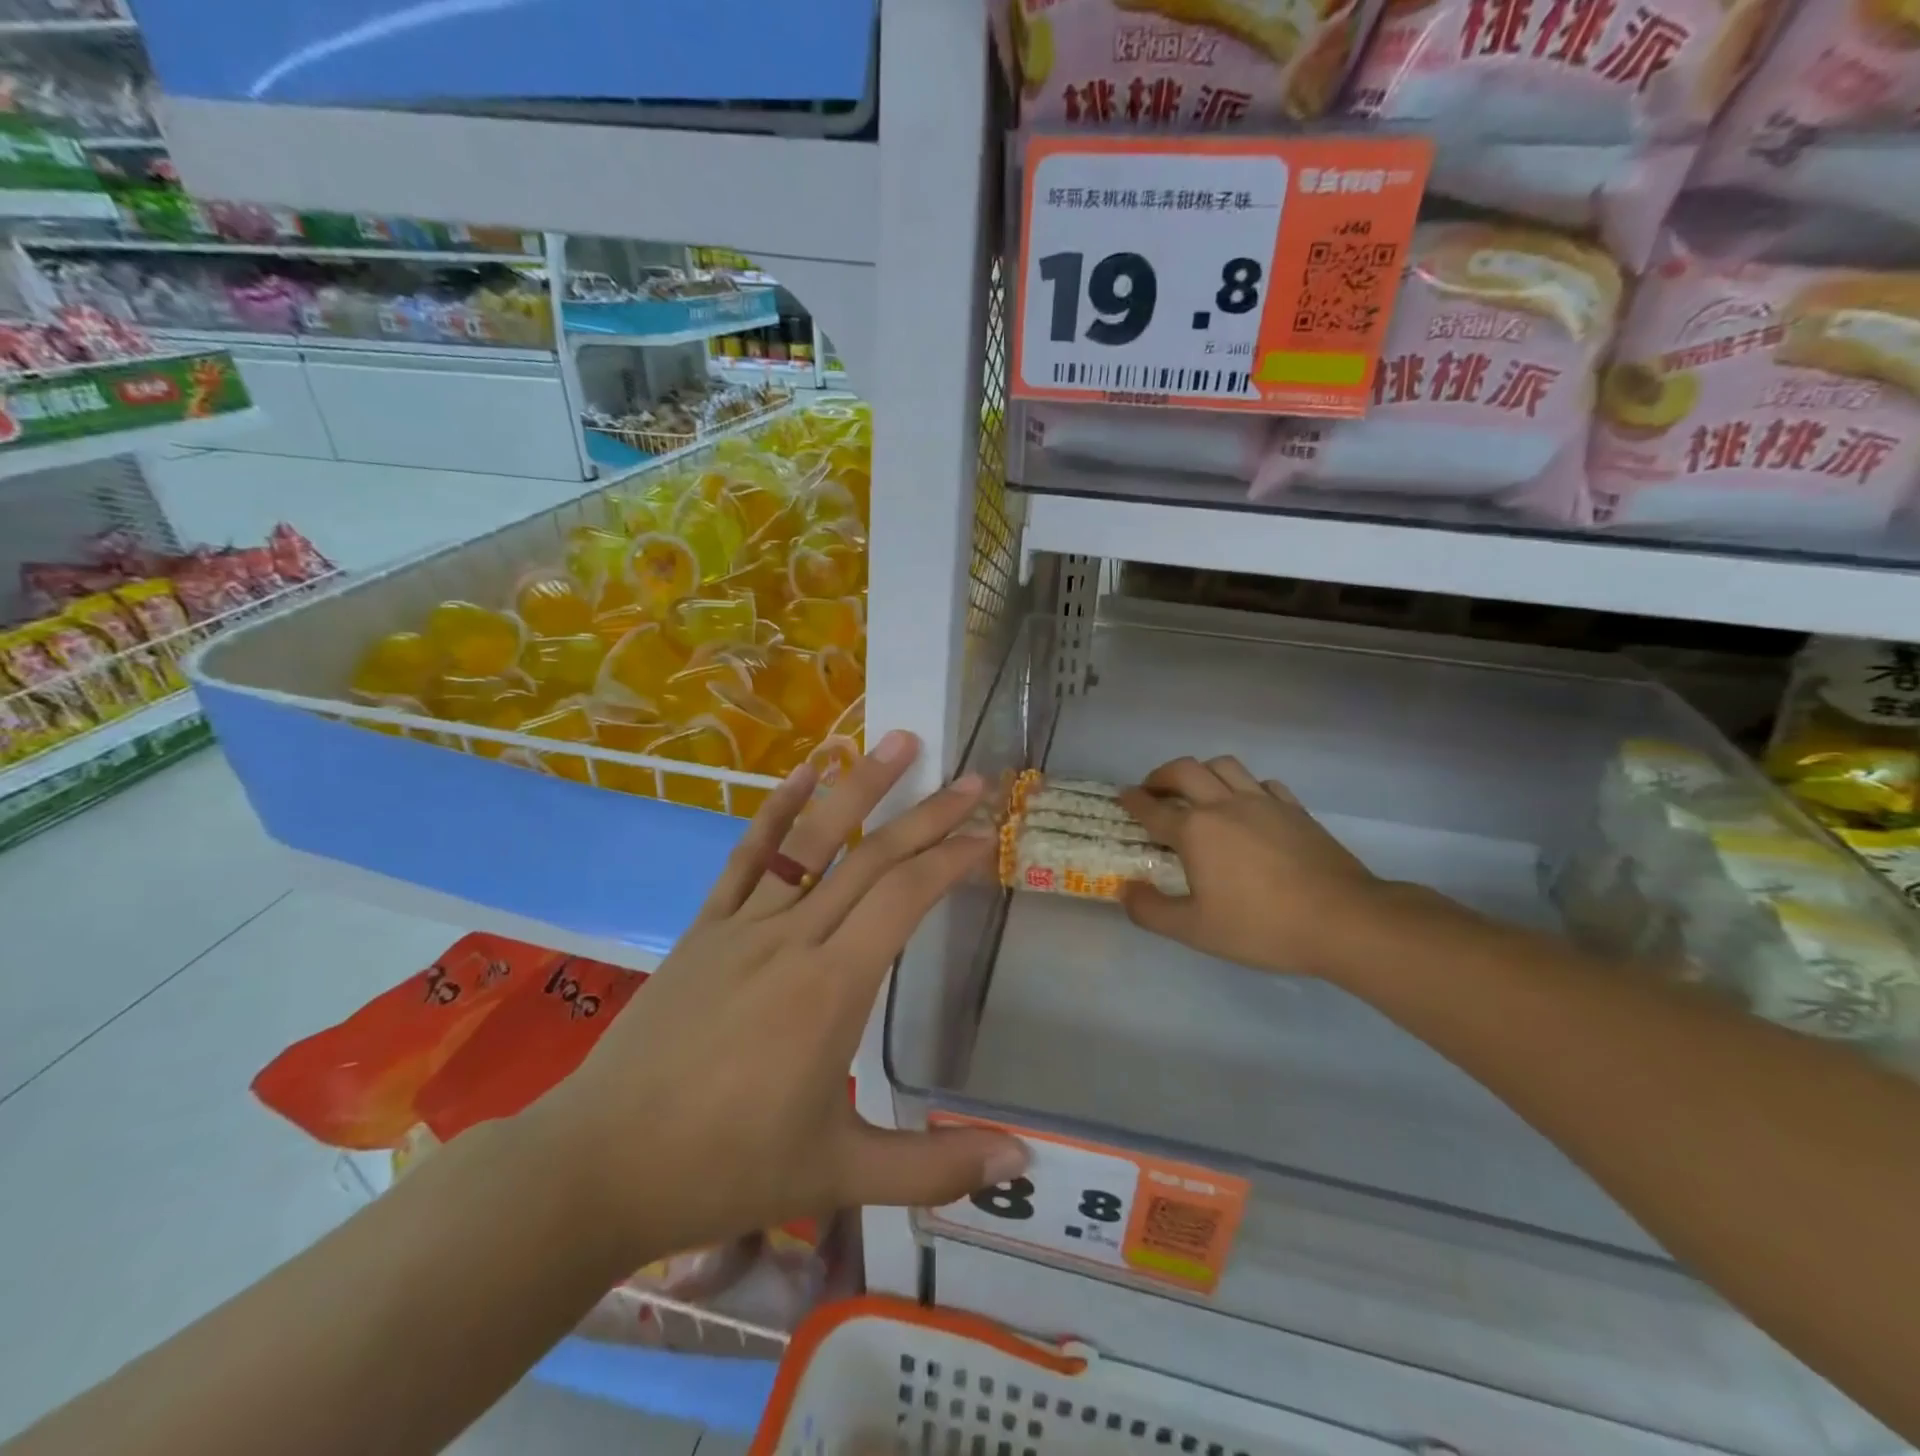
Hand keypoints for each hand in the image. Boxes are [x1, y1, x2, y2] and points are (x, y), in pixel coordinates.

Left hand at [532, 730, 1026, 1265]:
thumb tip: (1023, 1158)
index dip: (950, 860)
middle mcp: (793, 939)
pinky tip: (804, 771)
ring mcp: (743, 925)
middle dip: (929, 814)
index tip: (986, 835)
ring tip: (899, 742)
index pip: (904, 899)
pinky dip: (779, 809)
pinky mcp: (705, 927)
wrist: (600, 1165)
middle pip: (872, 858)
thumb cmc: (724, 1169)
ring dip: (860, 786)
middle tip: (972, 778)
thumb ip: (935, 1166)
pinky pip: (748, 856)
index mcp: (832, 988)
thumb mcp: (839, 1176)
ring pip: (813, 840)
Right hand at [1119, 755, 1394, 980]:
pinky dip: (1244, 785)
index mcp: (1195, 830)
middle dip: (1161, 775)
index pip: (1153, 808)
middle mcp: (1224, 805)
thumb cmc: (1261, 926)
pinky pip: (1262, 782)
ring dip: (1201, 771)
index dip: (1133, 800)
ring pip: (1224, 765)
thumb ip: (1152, 911)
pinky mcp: (1295, 809)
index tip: (1122, 795)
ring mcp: (1263, 802)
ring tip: (1197, 789)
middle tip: (1153, 789)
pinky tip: (1246, 803)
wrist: (1343, 920)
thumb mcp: (1195, 930)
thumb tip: (1125, 890)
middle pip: (1184, 770)